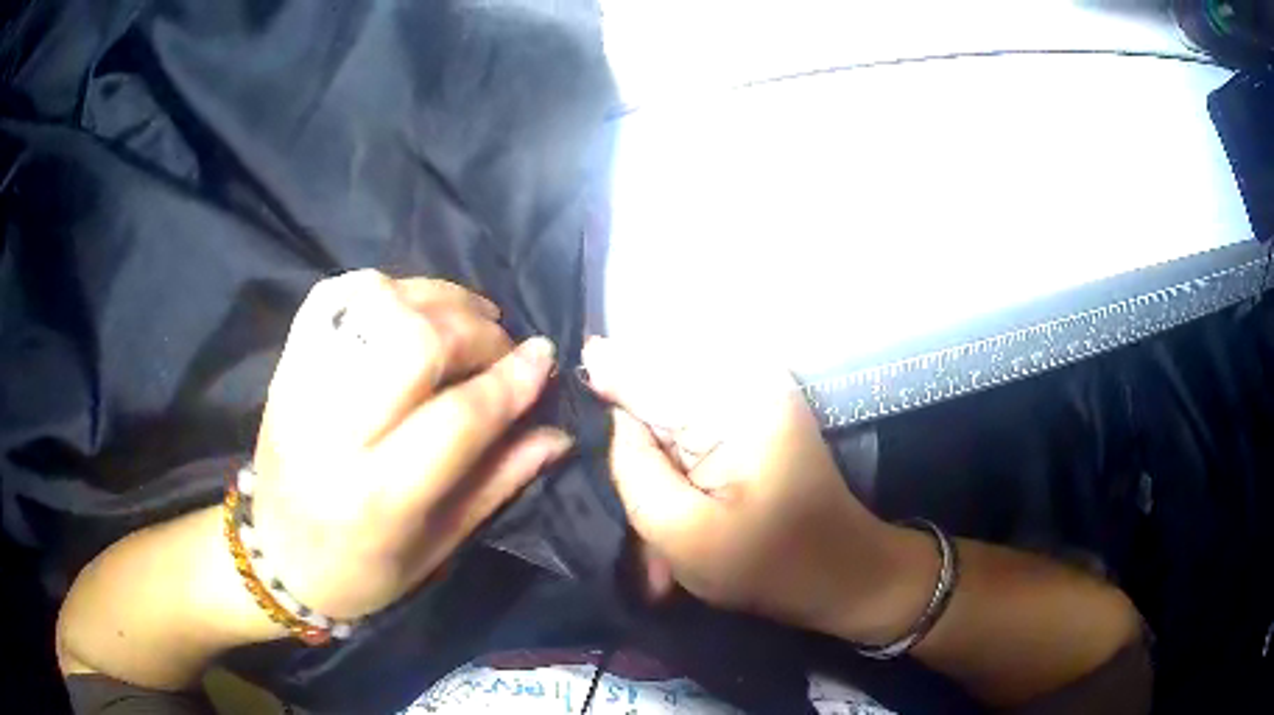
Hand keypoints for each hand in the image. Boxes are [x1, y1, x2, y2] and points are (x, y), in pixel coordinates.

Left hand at [249, 270, 571, 620]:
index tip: (544, 357)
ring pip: (374, 304)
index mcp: (377, 497)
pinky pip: (332, 296)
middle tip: (500, 345)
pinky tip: (407, 305)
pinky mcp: (285, 366)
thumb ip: (498, 482)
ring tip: (464, 318)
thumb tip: (556, 432)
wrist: (276, 557)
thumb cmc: (363, 571)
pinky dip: (379, 286)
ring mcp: (300, 389)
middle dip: (474, 332)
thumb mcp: (439, 546)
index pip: (457, 419)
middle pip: (413, 344)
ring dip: (434, 298)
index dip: (510, 382)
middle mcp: (332, 434)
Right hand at [582, 337, 927, 641]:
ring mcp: (755, 395)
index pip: (643, 370)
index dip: (602, 378)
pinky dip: (676, 457)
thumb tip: (613, 417)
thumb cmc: (769, 564)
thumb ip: (635, 470)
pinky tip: (674, 493)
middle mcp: (747, 380)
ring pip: (672, 404)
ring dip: (654, 451)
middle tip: (621, 481)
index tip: (566, 387)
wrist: (842, 571)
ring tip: (652, 503)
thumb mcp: (684, 534)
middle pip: (656, 383)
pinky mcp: (755, 416)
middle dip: (630, 429)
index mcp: (733, 401)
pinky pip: (693, 419)